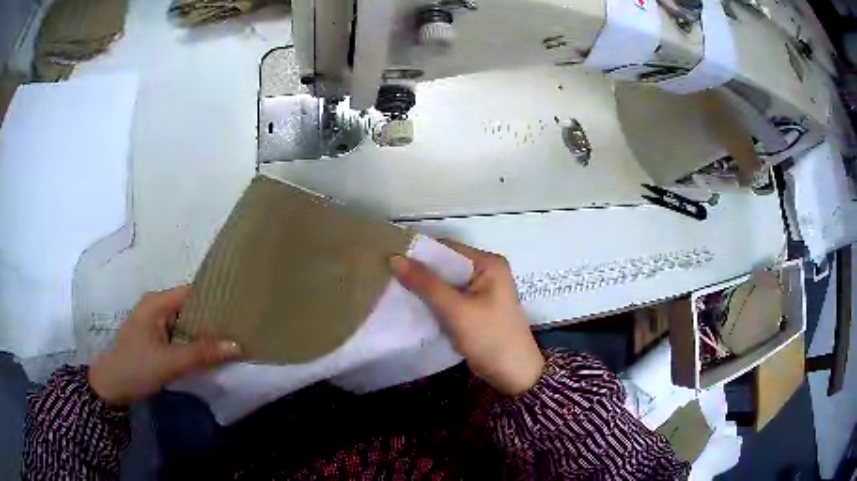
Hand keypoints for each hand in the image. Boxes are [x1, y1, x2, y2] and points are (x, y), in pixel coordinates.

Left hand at [88, 286, 240, 406]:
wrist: (112, 387)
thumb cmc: (137, 367)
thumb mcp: (171, 362)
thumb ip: (202, 353)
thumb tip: (236, 345)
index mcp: (156, 302)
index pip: (191, 292)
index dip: (214, 297)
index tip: (237, 308)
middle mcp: (155, 307)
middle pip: (189, 307)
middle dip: (211, 318)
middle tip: (238, 328)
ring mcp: (154, 324)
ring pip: (184, 323)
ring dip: (202, 332)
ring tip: (229, 339)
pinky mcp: (154, 340)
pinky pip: (178, 335)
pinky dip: (192, 342)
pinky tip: (207, 352)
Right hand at [391, 241, 544, 395]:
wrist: (513, 374)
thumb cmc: (489, 337)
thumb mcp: (456, 310)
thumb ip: (425, 284)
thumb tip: (395, 258)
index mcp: (488, 263)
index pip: (447, 248)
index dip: (419, 253)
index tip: (390, 260)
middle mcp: (486, 271)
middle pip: (446, 265)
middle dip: (420, 272)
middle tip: (388, 276)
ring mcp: (481, 290)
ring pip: (445, 283)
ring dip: (424, 288)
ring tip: (394, 289)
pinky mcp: (475, 308)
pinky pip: (449, 297)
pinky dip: (433, 301)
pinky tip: (412, 305)